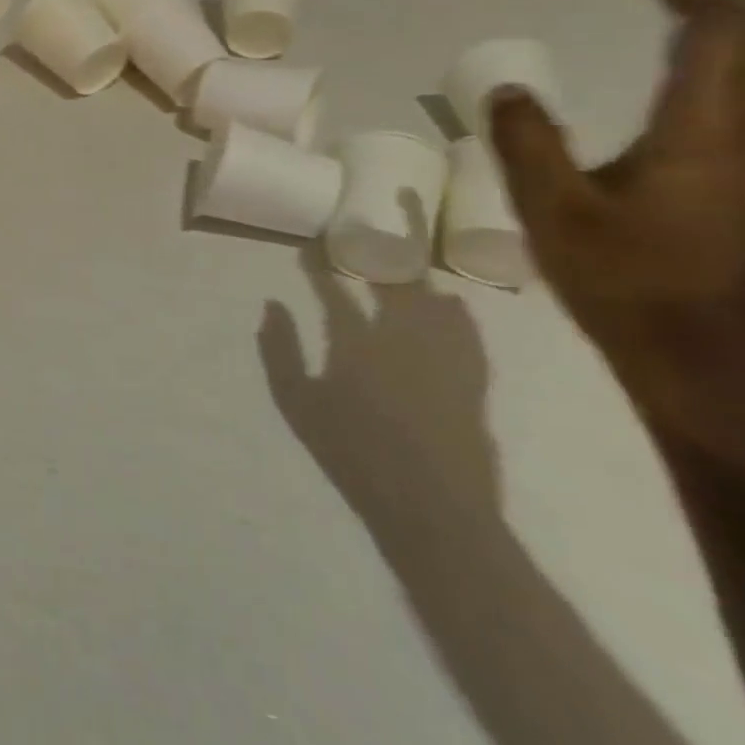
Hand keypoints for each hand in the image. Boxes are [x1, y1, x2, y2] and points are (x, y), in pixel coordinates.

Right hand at [262, 255, 502, 531]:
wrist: (431, 505)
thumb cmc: (351, 452)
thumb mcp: (296, 402)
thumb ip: (279, 350)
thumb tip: (272, 305)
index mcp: (356, 341)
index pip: (333, 289)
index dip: (318, 264)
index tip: (308, 246)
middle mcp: (403, 336)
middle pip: (394, 282)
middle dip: (379, 253)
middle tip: (367, 239)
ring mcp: (444, 354)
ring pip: (434, 299)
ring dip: (418, 276)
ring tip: (406, 262)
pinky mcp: (472, 376)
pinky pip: (467, 330)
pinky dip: (456, 310)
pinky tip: (451, 304)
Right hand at [489, 0, 744, 456]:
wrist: (721, 367)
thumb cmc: (633, 286)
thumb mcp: (556, 214)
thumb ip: (528, 145)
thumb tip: (508, 90)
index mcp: (708, 130)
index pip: (717, 26)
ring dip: (724, 26)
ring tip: (664, 14)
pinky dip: (723, 67)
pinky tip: (677, 88)